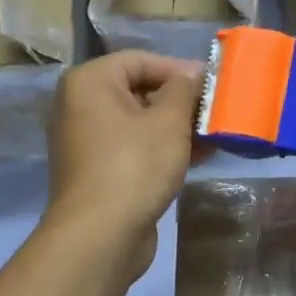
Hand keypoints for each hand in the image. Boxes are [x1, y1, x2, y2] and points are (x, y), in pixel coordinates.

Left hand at [44, 50, 202, 279]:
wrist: (100, 235)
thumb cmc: (134, 166)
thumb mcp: (168, 121)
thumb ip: (183, 91)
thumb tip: (191, 75)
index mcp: (89, 83)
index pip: (140, 60)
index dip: (179, 69)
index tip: (213, 85)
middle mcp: (80, 106)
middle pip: (138, 91)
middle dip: (180, 102)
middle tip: (216, 113)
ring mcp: (86, 142)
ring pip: (138, 124)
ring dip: (176, 128)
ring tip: (214, 136)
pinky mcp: (97, 172)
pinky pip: (133, 149)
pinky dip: (161, 150)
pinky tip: (197, 158)